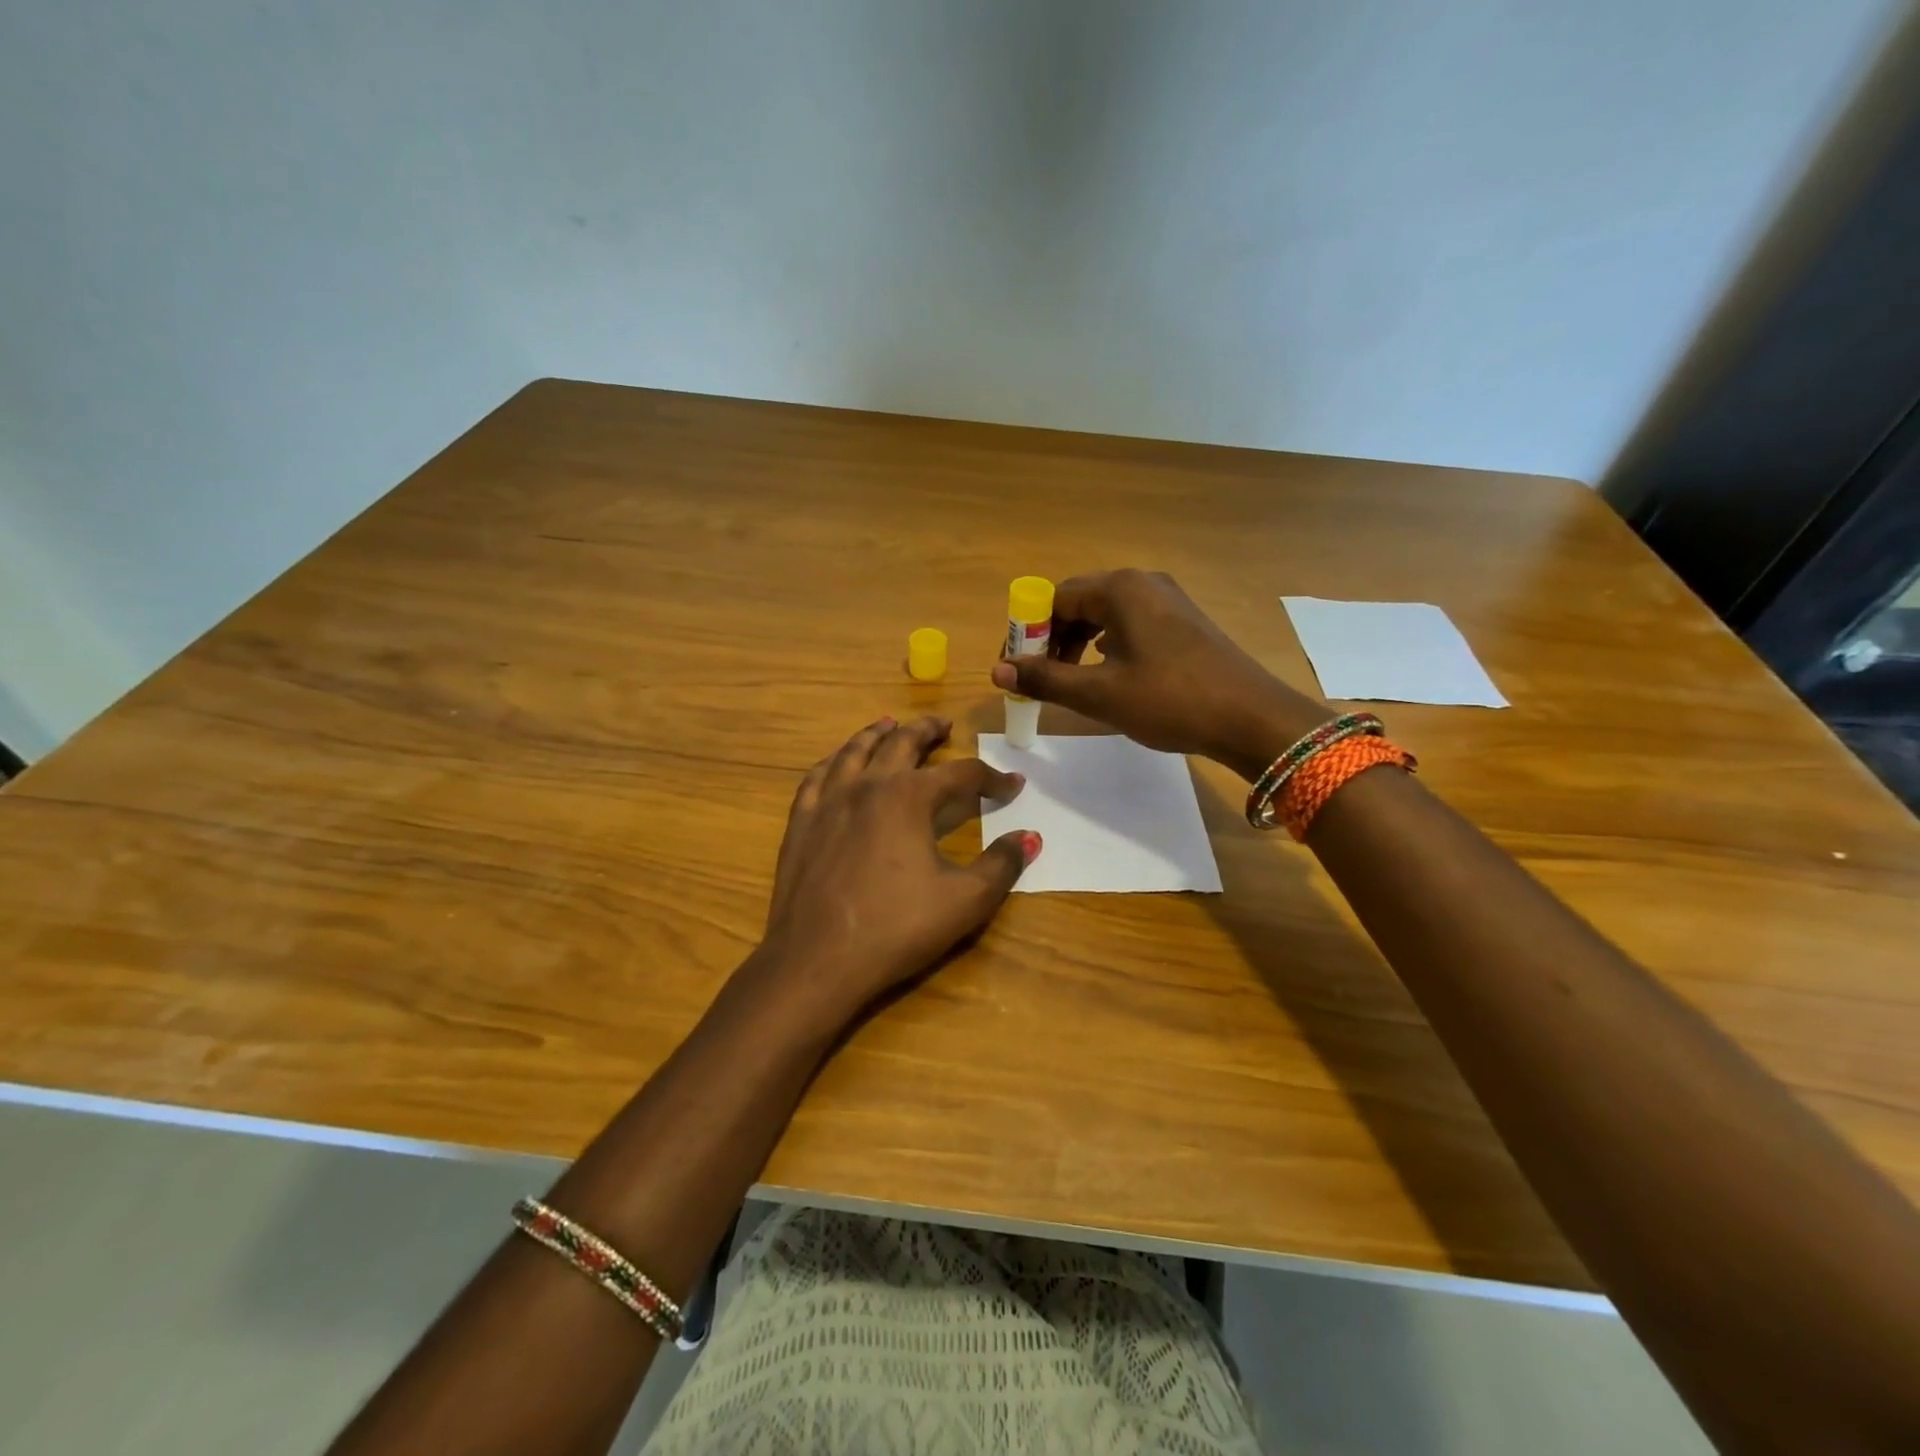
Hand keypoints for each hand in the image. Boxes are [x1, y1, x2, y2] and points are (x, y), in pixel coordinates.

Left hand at [747, 715, 1039, 1032]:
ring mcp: (828, 800)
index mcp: (909, 797)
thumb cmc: (896, 928)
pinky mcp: (801, 822)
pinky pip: (817, 776)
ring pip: (855, 750)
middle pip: (901, 743)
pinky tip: (838, 763)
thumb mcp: (965, 901)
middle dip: (927, 730)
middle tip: (943, 725)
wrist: (816, 960)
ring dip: (878, 733)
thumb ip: (1001, 865)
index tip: (1012, 785)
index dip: (991, 778)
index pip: (961, 774)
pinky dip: (835, 761)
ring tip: (890, 725)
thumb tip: (1030, 837)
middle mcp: (868, 785)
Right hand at [989, 568, 1326, 779]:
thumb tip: (996, 670)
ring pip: (1105, 614)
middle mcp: (1142, 583)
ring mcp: (1168, 600)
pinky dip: (1106, 646)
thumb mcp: (1099, 693)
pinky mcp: (1183, 622)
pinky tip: (1106, 674)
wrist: (1251, 718)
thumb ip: (1045, 679)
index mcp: (1120, 588)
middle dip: (1052, 639)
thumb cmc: (1170, 700)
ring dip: (1078, 644)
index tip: (1017, 668)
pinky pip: (1130, 624)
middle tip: (1039, 679)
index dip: (1028, 633)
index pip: (1055, 598)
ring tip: (1068, 681)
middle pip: (1079, 602)